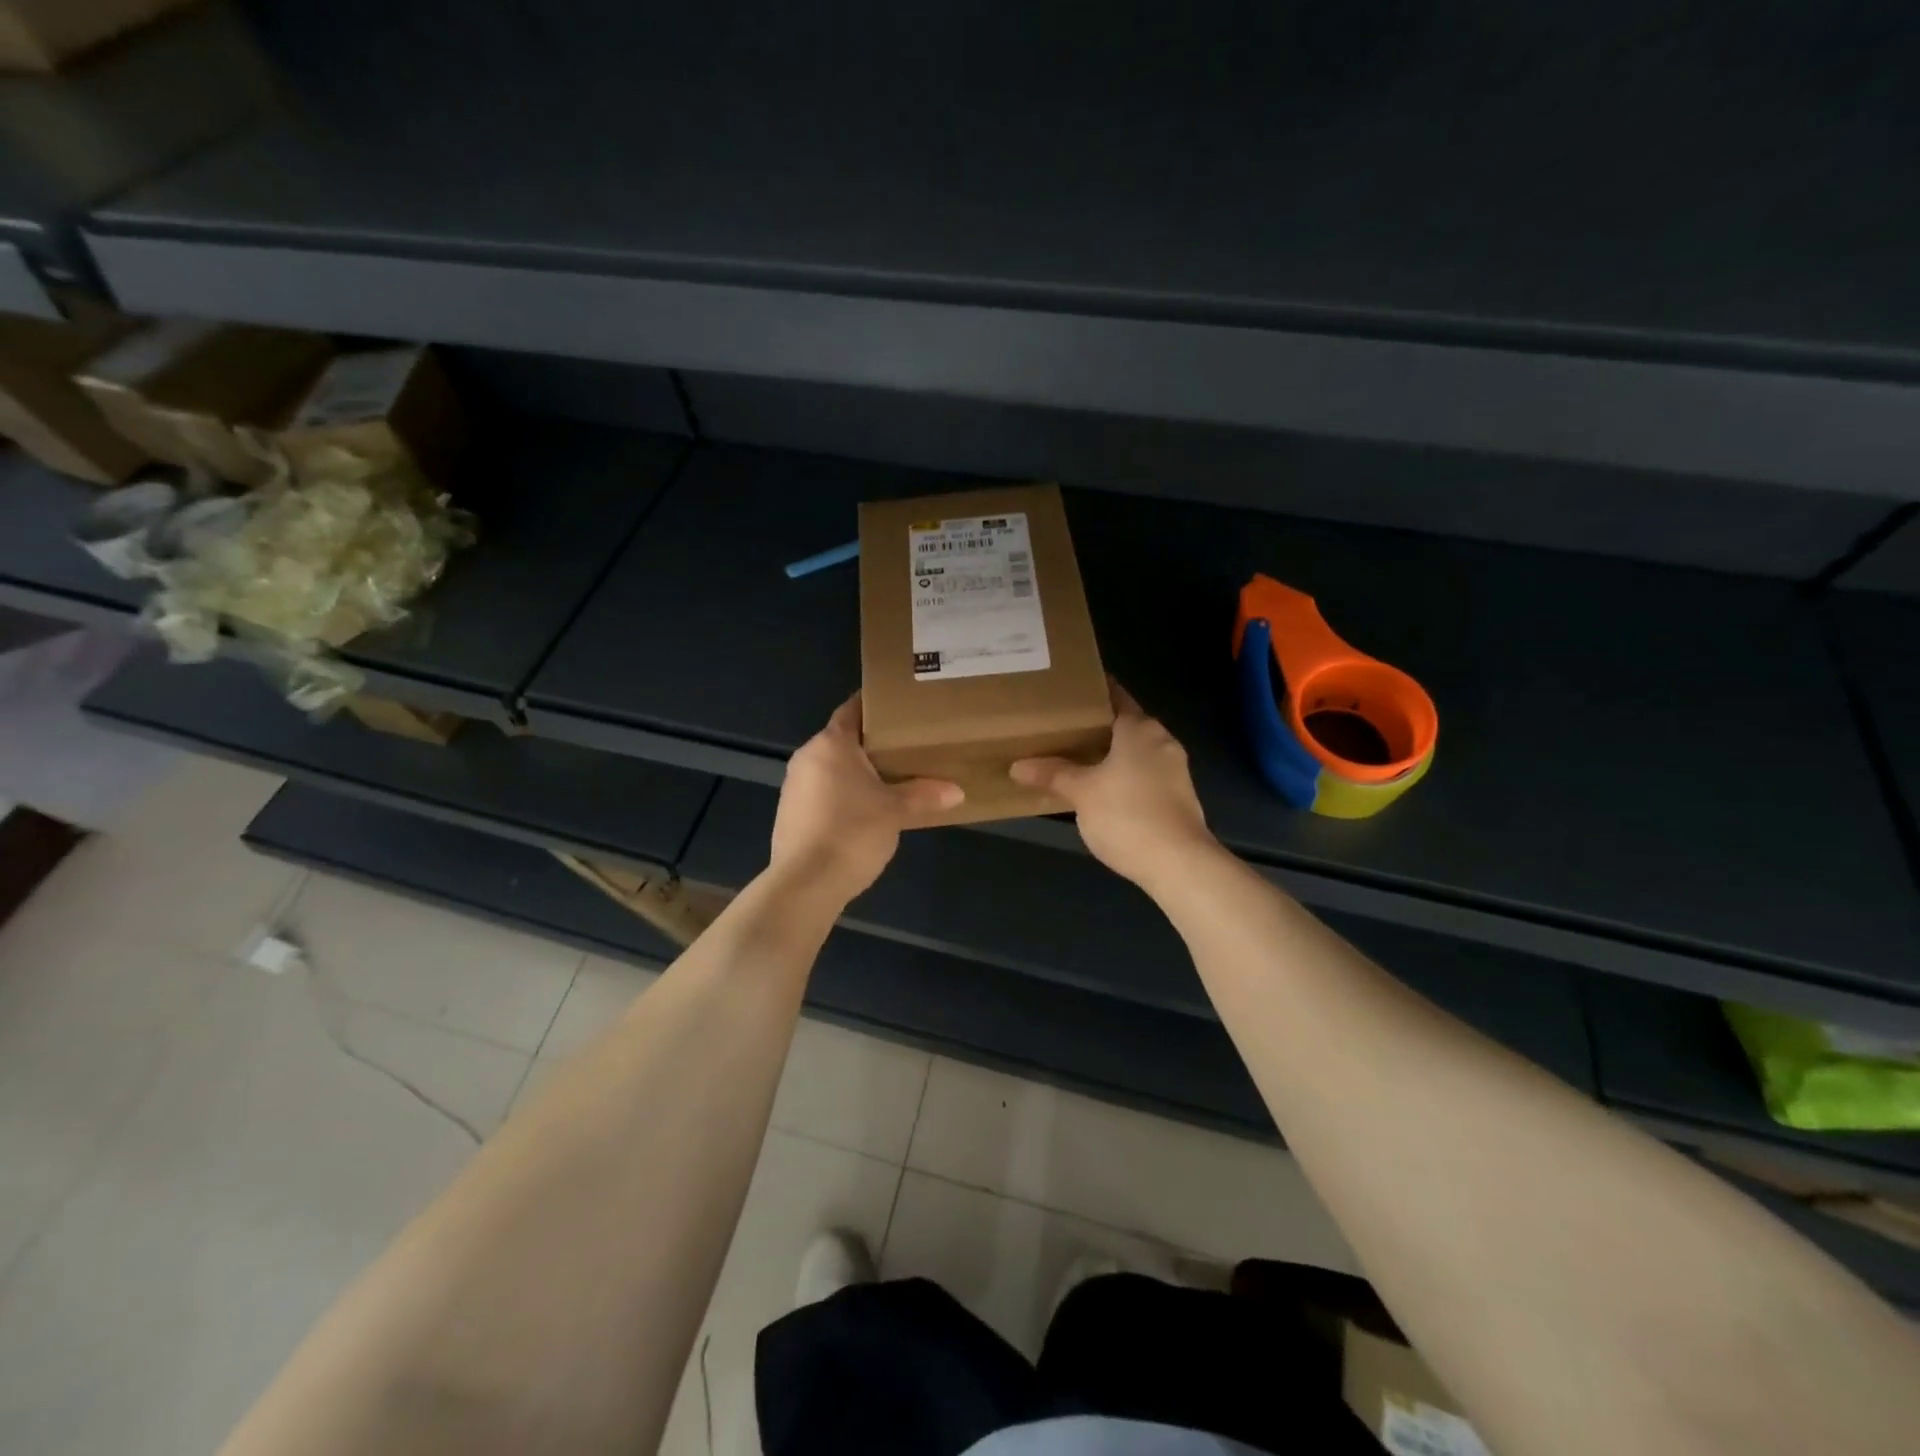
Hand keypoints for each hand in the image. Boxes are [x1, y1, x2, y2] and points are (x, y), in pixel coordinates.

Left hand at [770, 695, 963, 901]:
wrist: (805, 884)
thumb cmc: (852, 833)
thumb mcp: (896, 812)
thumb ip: (925, 796)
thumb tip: (957, 792)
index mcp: (831, 744)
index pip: (853, 709)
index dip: (875, 705)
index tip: (899, 706)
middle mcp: (807, 757)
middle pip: (843, 739)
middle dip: (872, 743)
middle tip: (906, 746)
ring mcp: (794, 786)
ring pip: (831, 767)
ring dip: (856, 771)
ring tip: (890, 779)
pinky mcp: (790, 813)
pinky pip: (822, 792)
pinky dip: (842, 794)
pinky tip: (864, 811)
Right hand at [1010, 680, 1217, 891]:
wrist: (1178, 864)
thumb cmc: (1127, 815)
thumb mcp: (1081, 793)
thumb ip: (1052, 774)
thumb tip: (1018, 766)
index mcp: (1140, 729)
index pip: (1115, 696)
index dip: (1091, 692)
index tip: (1066, 692)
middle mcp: (1161, 741)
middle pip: (1125, 723)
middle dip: (1096, 726)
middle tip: (1060, 727)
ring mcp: (1174, 769)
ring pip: (1135, 751)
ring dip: (1110, 753)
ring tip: (1074, 757)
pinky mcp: (1177, 797)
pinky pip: (1144, 774)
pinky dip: (1123, 775)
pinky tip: (1101, 788)